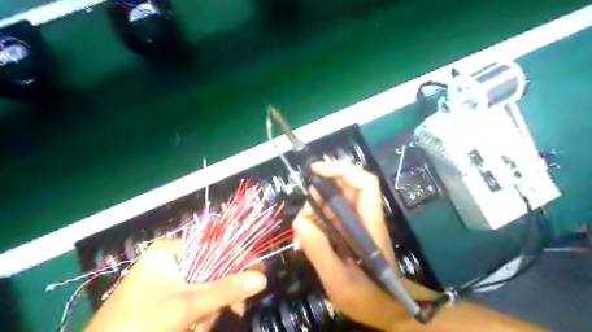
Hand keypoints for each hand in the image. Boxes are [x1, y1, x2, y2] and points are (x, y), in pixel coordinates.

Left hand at [85, 239, 266, 331]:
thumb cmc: (139, 325)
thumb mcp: (187, 305)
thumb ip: (226, 289)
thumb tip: (262, 279)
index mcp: (171, 250)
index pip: (216, 244)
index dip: (239, 257)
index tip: (258, 272)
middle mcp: (171, 261)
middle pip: (213, 269)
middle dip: (221, 295)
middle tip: (236, 309)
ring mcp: (169, 281)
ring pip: (207, 289)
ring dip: (210, 310)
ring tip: (198, 328)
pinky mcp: (167, 300)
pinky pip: (196, 302)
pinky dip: (200, 317)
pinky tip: (193, 329)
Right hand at [293, 160, 435, 328]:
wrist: (386, 310)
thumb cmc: (368, 298)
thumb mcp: (339, 281)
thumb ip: (320, 252)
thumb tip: (299, 222)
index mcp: (369, 224)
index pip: (365, 183)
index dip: (342, 170)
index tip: (316, 170)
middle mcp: (364, 218)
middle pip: (344, 189)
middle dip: (319, 195)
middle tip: (303, 217)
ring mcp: (356, 224)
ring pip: (333, 203)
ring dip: (314, 212)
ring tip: (301, 236)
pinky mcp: (349, 232)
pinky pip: (330, 218)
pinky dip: (315, 224)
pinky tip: (305, 242)